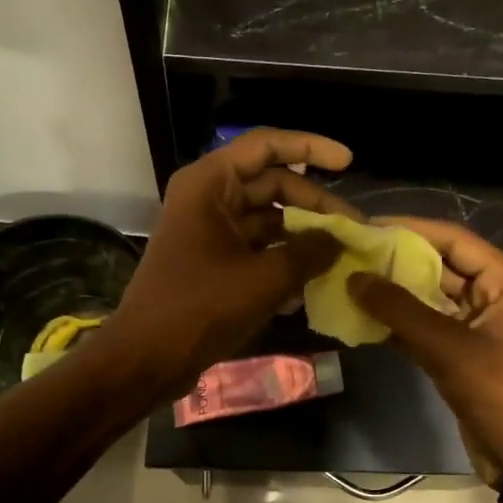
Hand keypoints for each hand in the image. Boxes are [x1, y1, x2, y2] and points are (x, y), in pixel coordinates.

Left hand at [103, 129, 353, 388]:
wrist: (146, 357)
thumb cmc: (200, 307)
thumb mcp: (265, 279)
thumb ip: (310, 252)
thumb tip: (340, 241)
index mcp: (211, 183)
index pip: (267, 145)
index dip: (311, 147)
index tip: (349, 162)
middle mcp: (209, 196)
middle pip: (273, 183)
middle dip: (315, 203)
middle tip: (355, 226)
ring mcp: (210, 229)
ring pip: (269, 216)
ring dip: (304, 232)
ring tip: (342, 252)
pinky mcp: (214, 258)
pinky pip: (258, 245)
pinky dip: (285, 256)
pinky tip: (314, 279)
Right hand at [347, 218, 502, 501]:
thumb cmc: (500, 391)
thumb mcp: (449, 347)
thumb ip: (400, 310)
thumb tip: (355, 278)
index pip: (453, 239)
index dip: (411, 228)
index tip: (367, 225)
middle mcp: (494, 295)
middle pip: (441, 265)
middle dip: (398, 260)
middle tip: (352, 252)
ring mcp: (477, 325)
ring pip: (430, 297)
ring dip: (394, 293)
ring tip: (350, 280)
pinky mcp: (462, 353)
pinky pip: (426, 326)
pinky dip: (398, 323)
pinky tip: (363, 318)